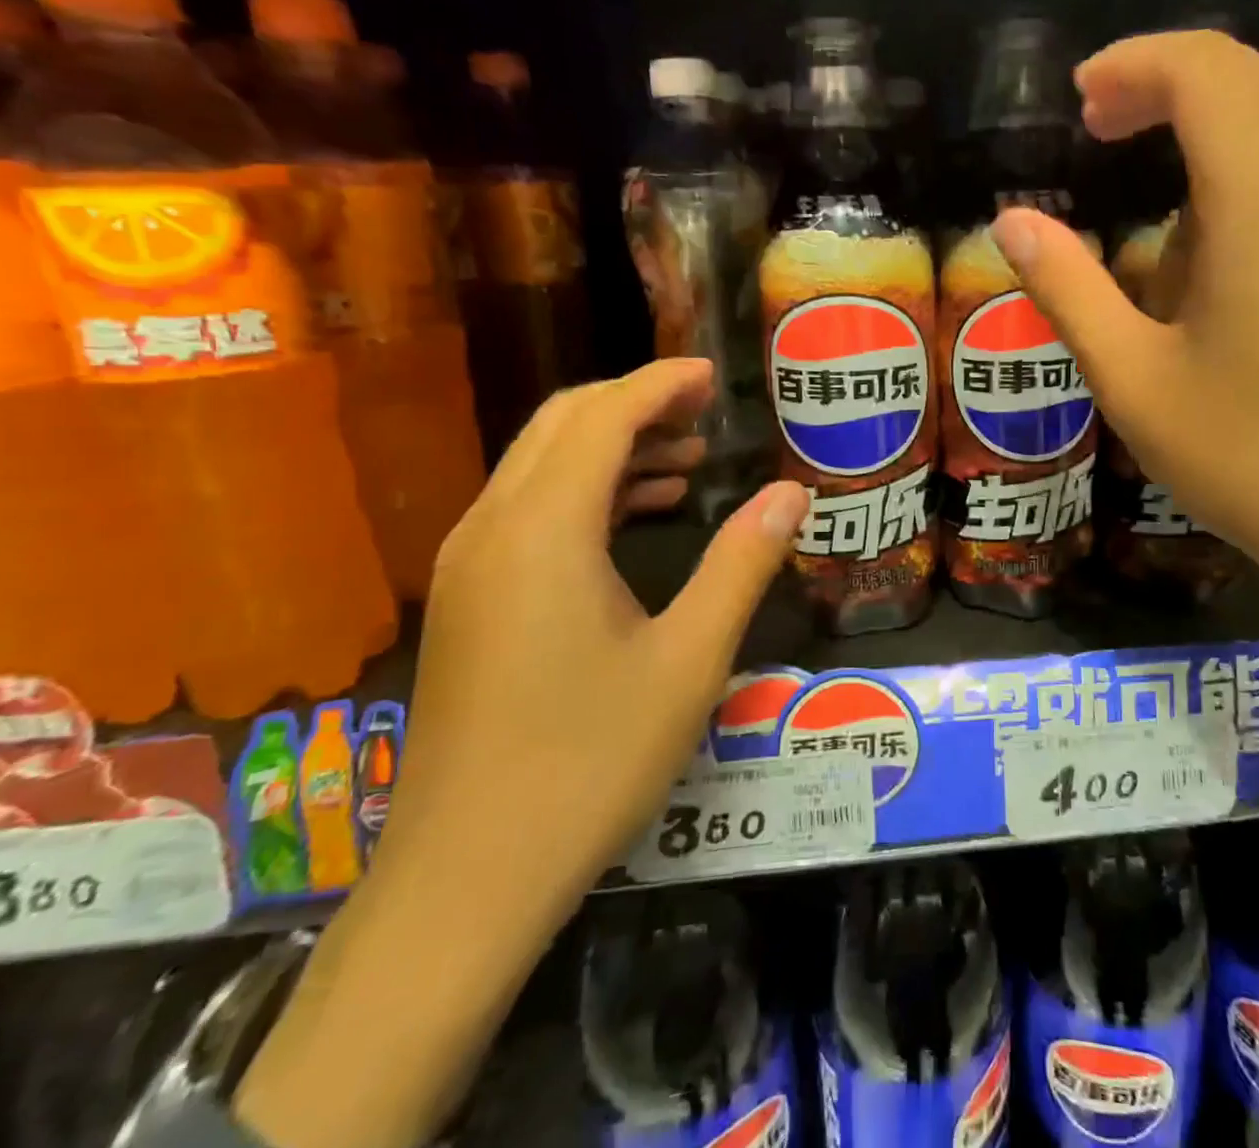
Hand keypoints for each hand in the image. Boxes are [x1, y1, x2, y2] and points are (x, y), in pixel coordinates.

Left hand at [235, 360, 807, 1147]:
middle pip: (562, 425)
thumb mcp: (690, 660)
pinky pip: (529, 511)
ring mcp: (470, 565)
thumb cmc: (590, 763)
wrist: (468, 880)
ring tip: (686, 459)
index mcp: (544, 530)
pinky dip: (586, 492)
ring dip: (611, 447)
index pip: (604, 418)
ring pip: (540, 465)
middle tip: (704, 410)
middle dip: (635, 403)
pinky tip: (637, 515)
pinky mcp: (468, 600)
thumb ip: (742, 563)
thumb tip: (791, 493)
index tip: (713, 377)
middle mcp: (493, 528)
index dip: (660, 385)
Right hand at [988, 31, 1258, 615]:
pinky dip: (1246, 183)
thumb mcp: (1133, 379)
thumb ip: (1068, 289)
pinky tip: (1213, 270)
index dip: (1134, 66)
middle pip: (1249, 81)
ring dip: (1204, 145)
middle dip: (1163, 90)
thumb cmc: (1252, 459)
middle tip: (1096, 134)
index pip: (1205, 71)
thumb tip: (1012, 222)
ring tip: (1149, 246)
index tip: (1080, 102)